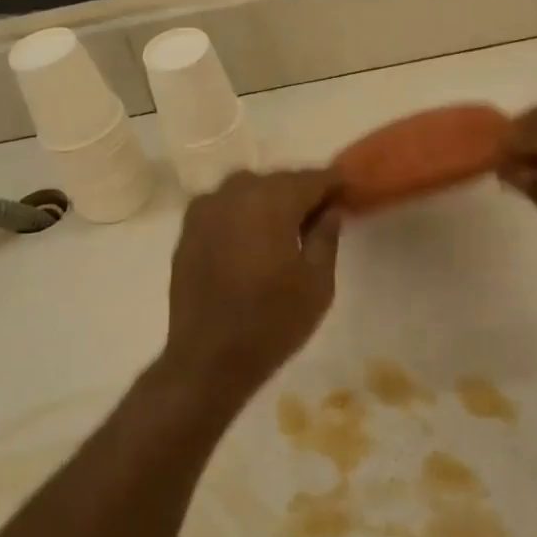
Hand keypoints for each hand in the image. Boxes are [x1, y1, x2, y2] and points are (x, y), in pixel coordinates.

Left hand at [161, 169, 341, 398]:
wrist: (208, 358)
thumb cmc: (273, 322)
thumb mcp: (317, 283)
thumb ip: (326, 237)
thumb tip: (331, 210)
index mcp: (272, 200)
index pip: (312, 178)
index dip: (334, 184)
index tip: (349, 193)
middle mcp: (235, 192)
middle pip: (278, 181)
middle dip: (300, 193)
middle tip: (320, 216)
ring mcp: (205, 209)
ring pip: (248, 192)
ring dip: (269, 202)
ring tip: (285, 230)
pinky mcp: (187, 230)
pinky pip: (224, 209)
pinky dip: (242, 216)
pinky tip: (252, 241)